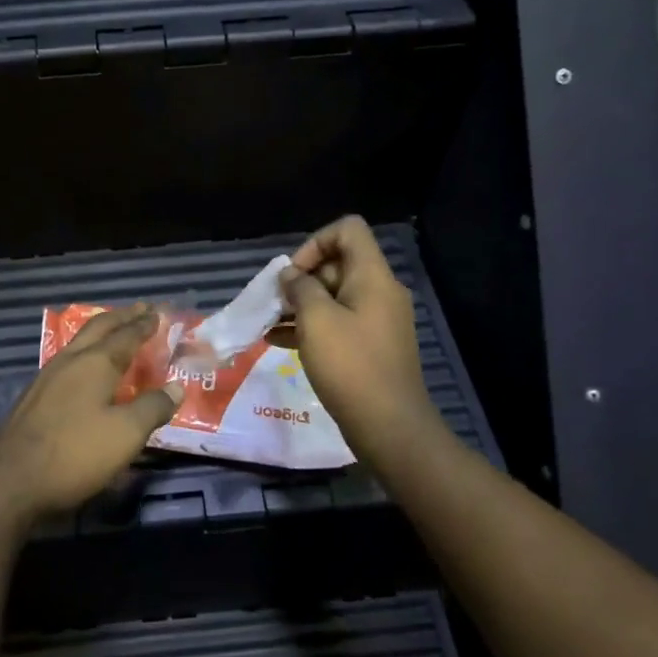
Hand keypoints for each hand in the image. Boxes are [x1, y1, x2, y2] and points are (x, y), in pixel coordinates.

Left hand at [0, 304, 181, 536]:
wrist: (10, 479)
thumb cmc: (75, 452)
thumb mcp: (125, 434)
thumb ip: (152, 408)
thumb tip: (176, 387)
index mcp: (95, 363)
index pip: (126, 335)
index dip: (144, 324)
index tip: (159, 313)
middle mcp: (70, 361)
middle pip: (98, 329)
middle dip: (122, 317)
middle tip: (140, 309)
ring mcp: (47, 377)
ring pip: (79, 343)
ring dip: (101, 333)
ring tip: (114, 332)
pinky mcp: (34, 397)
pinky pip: (68, 361)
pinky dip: (86, 353)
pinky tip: (85, 369)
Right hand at [281, 216, 438, 467]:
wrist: (389, 426)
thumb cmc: (350, 365)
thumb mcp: (316, 320)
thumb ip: (300, 288)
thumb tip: (290, 275)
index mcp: (372, 276)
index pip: (348, 230)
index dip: (315, 242)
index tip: (294, 273)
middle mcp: (379, 292)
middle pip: (337, 263)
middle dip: (301, 278)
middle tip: (275, 303)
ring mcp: (376, 320)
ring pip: (333, 296)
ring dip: (300, 304)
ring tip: (268, 322)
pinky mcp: (370, 346)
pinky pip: (337, 323)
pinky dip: (310, 326)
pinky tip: (276, 341)